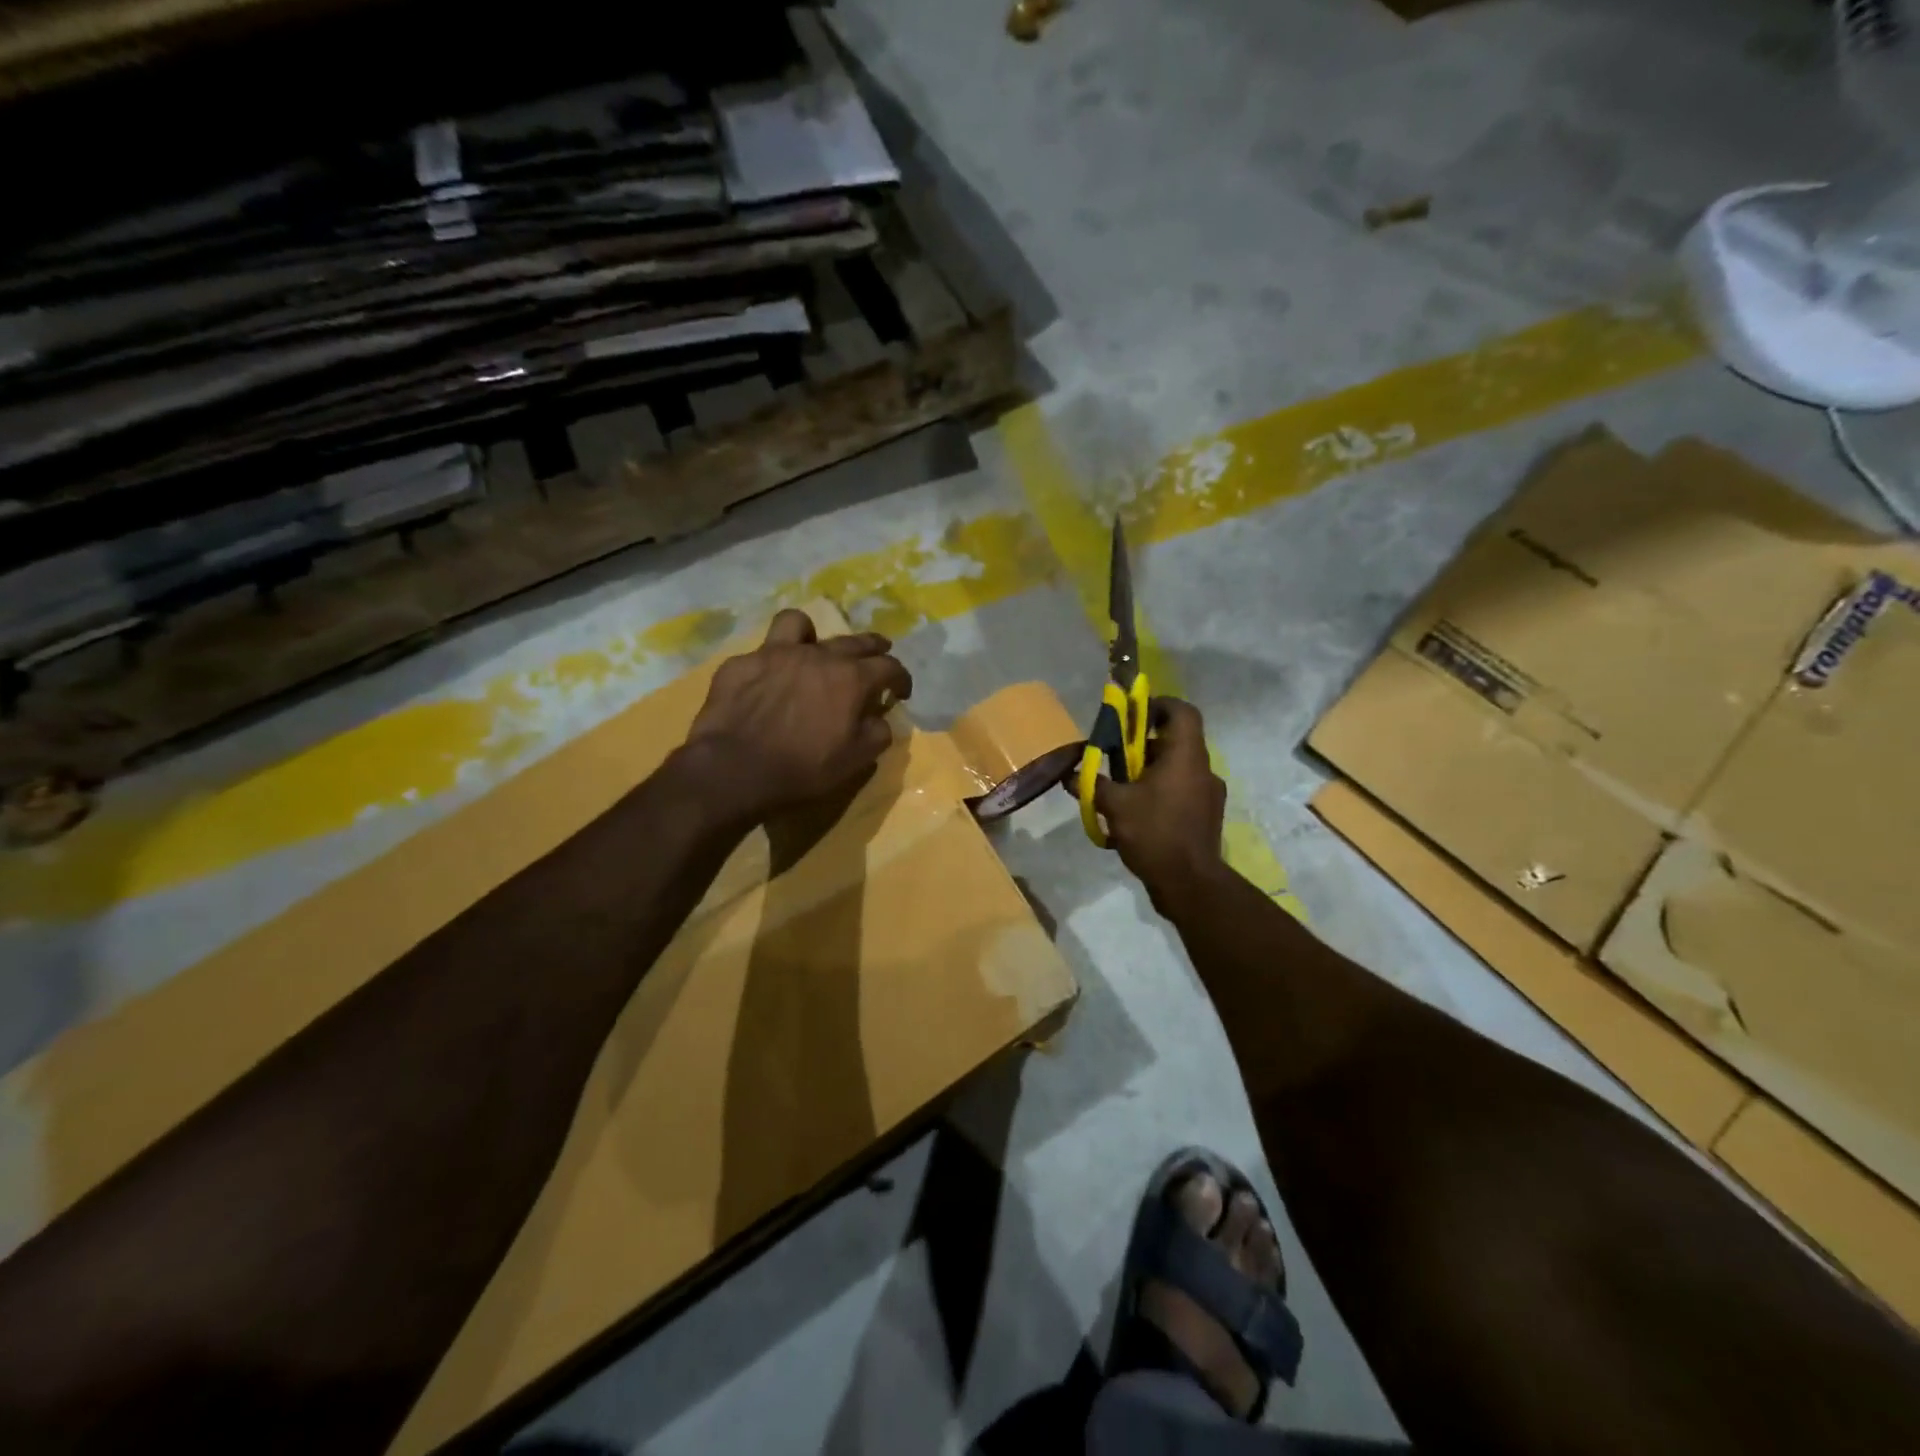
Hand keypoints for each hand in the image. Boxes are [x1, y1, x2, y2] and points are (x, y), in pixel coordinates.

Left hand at [683, 609, 912, 823]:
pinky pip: (762, 651)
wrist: (735, 769)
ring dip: (814, 634)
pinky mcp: (742, 663)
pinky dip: (772, 662)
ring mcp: (776, 653)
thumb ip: (877, 734)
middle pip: (855, 640)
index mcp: (851, 679)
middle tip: (878, 653)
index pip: (889, 667)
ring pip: (800, 623)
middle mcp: (818, 655)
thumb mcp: (855, 761)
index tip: (901, 691)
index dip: (901, 678)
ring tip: (813, 647)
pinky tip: (768, 680)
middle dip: (873, 647)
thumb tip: (880, 719)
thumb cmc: (803, 768)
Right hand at [1093, 697, 1227, 910]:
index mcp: (1186, 756)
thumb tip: (1069, 773)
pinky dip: (1161, 792)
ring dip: (1150, 771)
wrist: (1189, 883)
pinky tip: (1137, 814)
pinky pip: (1182, 791)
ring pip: (1178, 768)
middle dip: (1144, 744)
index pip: (1182, 711)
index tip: (1133, 714)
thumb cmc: (1154, 832)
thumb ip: (1092, 784)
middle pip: (1176, 741)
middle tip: (1116, 756)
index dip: (1158, 705)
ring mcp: (1209, 794)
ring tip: (1122, 788)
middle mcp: (1203, 769)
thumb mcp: (1114, 805)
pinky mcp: (1206, 816)